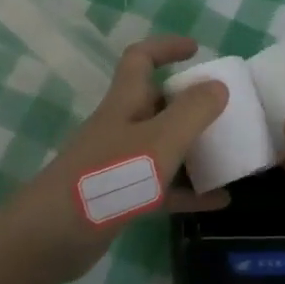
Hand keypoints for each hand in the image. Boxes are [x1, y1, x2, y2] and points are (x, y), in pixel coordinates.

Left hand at [0, 36, 229, 281]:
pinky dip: (188, 190)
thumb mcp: (160, 141)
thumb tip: (217, 85)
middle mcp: (120, 126)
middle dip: (190, 103)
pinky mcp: (120, 197)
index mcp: (125, 102)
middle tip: (226, 111)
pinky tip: (219, 201)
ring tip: (231, 154)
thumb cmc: (109, 178)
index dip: (166, 47)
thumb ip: (192, 112)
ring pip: (162, 146)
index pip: (141, 58)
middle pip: (156, 103)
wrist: (53, 236)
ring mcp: (118, 163)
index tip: (196, 50)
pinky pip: (162, 187)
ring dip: (194, 148)